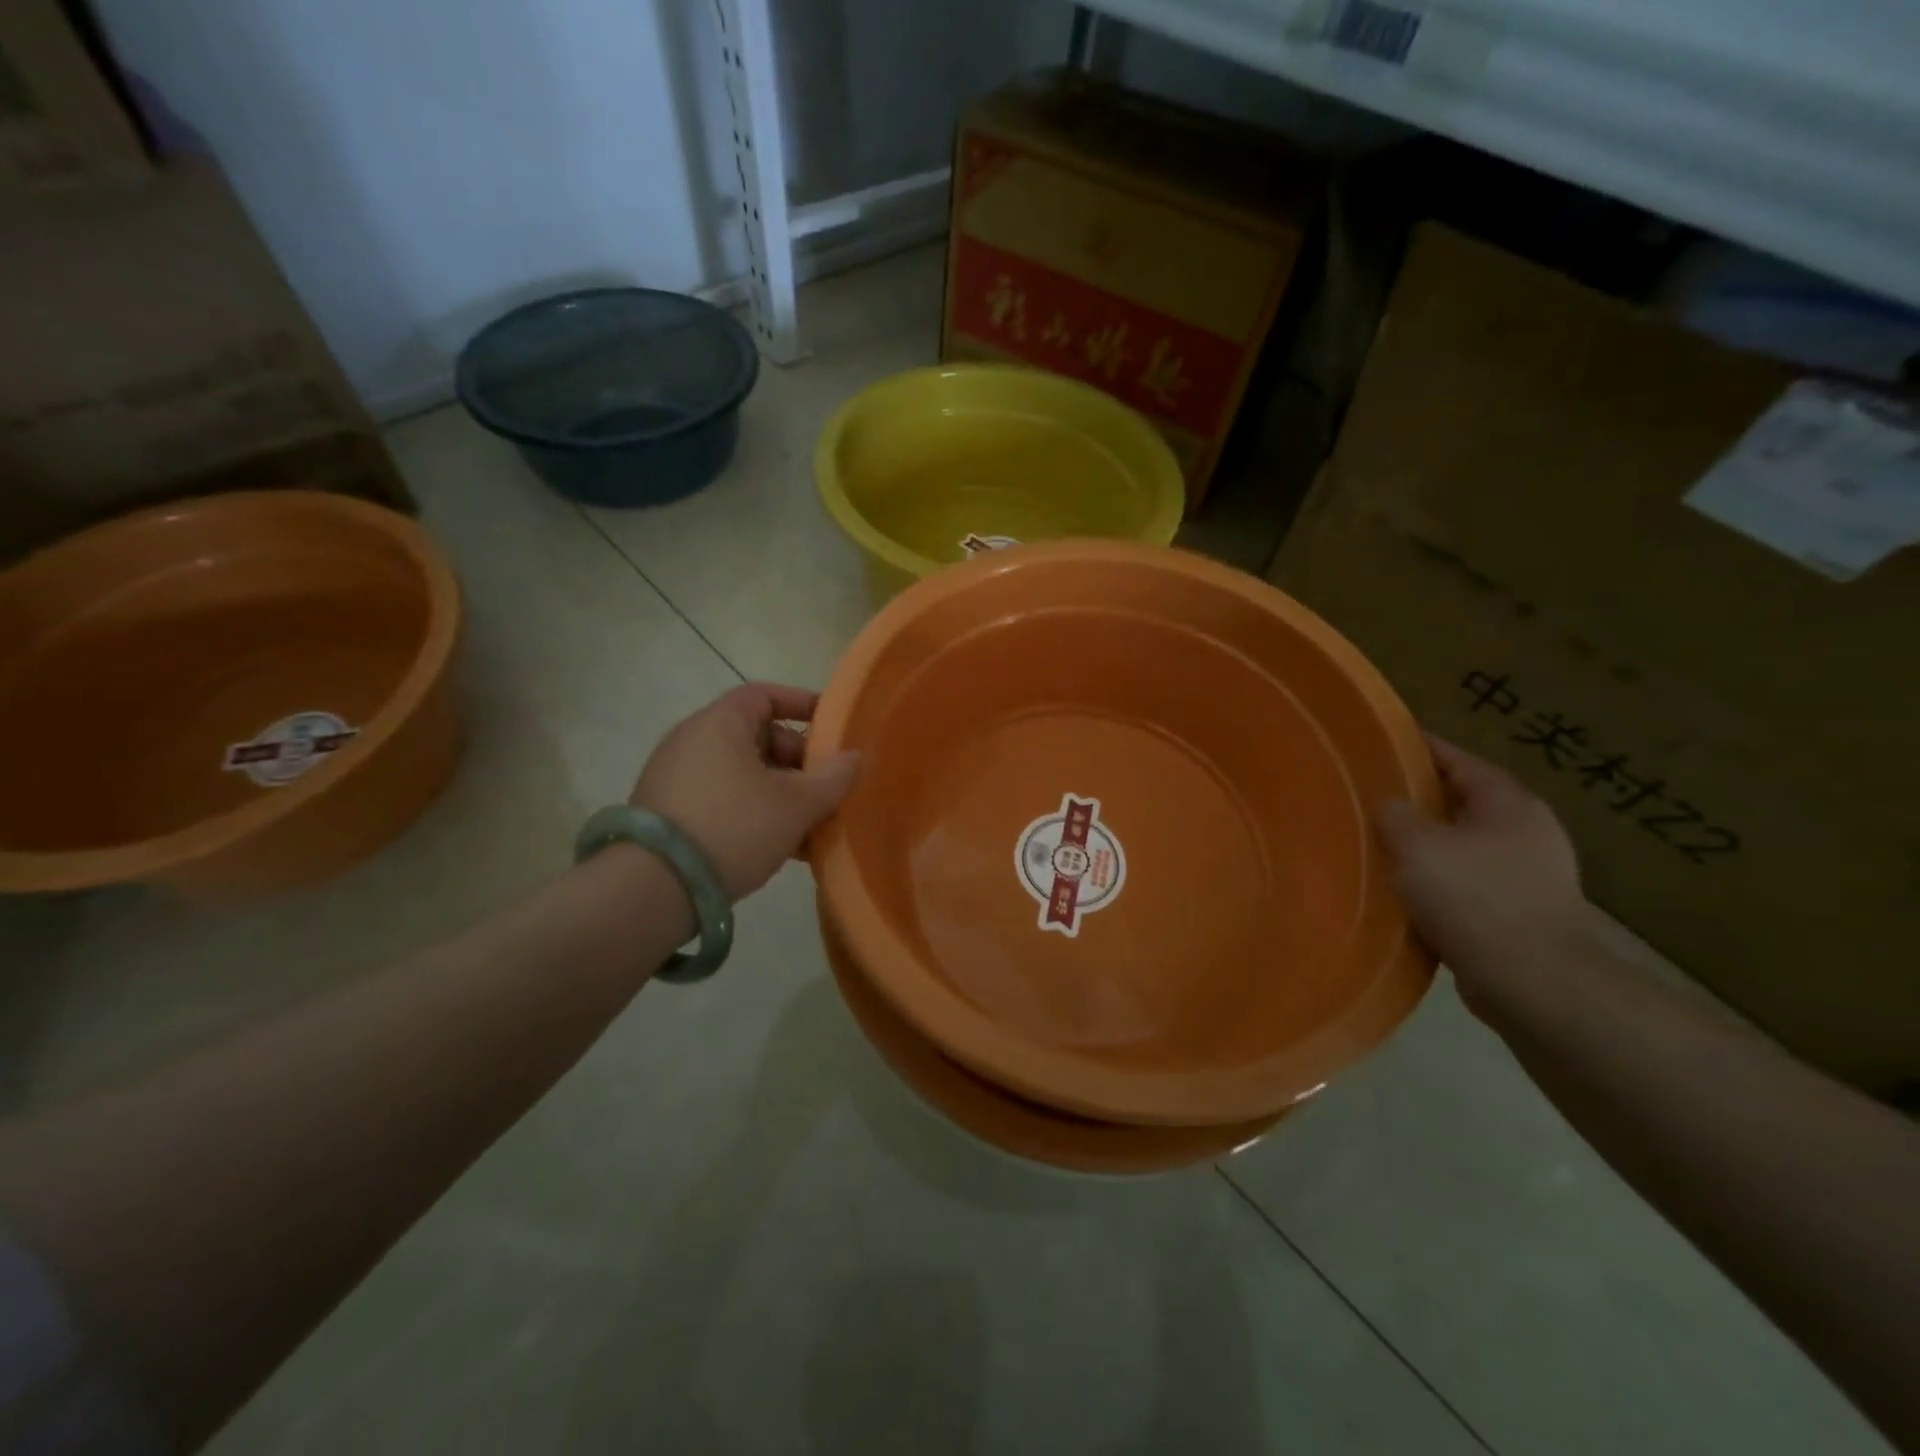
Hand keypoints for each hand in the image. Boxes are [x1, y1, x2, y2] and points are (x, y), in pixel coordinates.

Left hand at [630, 684, 861, 900]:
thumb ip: (833, 778)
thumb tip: (854, 757)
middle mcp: (692, 740)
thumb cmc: (734, 828)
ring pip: (742, 774)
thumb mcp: (797, 805)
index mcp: (720, 723)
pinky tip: (780, 846)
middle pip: (757, 736)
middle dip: (798, 761)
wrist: (654, 888)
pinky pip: (722, 798)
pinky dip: (753, 811)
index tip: (833, 726)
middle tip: (826, 788)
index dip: (802, 704)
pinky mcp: (668, 812)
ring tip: (811, 826)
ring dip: (780, 793)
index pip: (765, 695)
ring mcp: (675, 777)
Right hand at [1375, 736, 1592, 1010]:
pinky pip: (1468, 883)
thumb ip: (1394, 815)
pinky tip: (1405, 891)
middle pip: (1461, 801)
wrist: (1533, 982)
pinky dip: (1438, 881)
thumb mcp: (1416, 845)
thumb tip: (1388, 804)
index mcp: (1509, 802)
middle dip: (1418, 799)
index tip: (1377, 743)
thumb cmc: (1474, 898)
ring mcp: (1531, 874)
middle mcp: (1527, 830)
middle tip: (1370, 797)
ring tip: (1380, 845)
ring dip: (1427, 844)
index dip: (1416, 748)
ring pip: (1463, 845)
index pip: (1457, 759)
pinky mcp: (1522, 913)